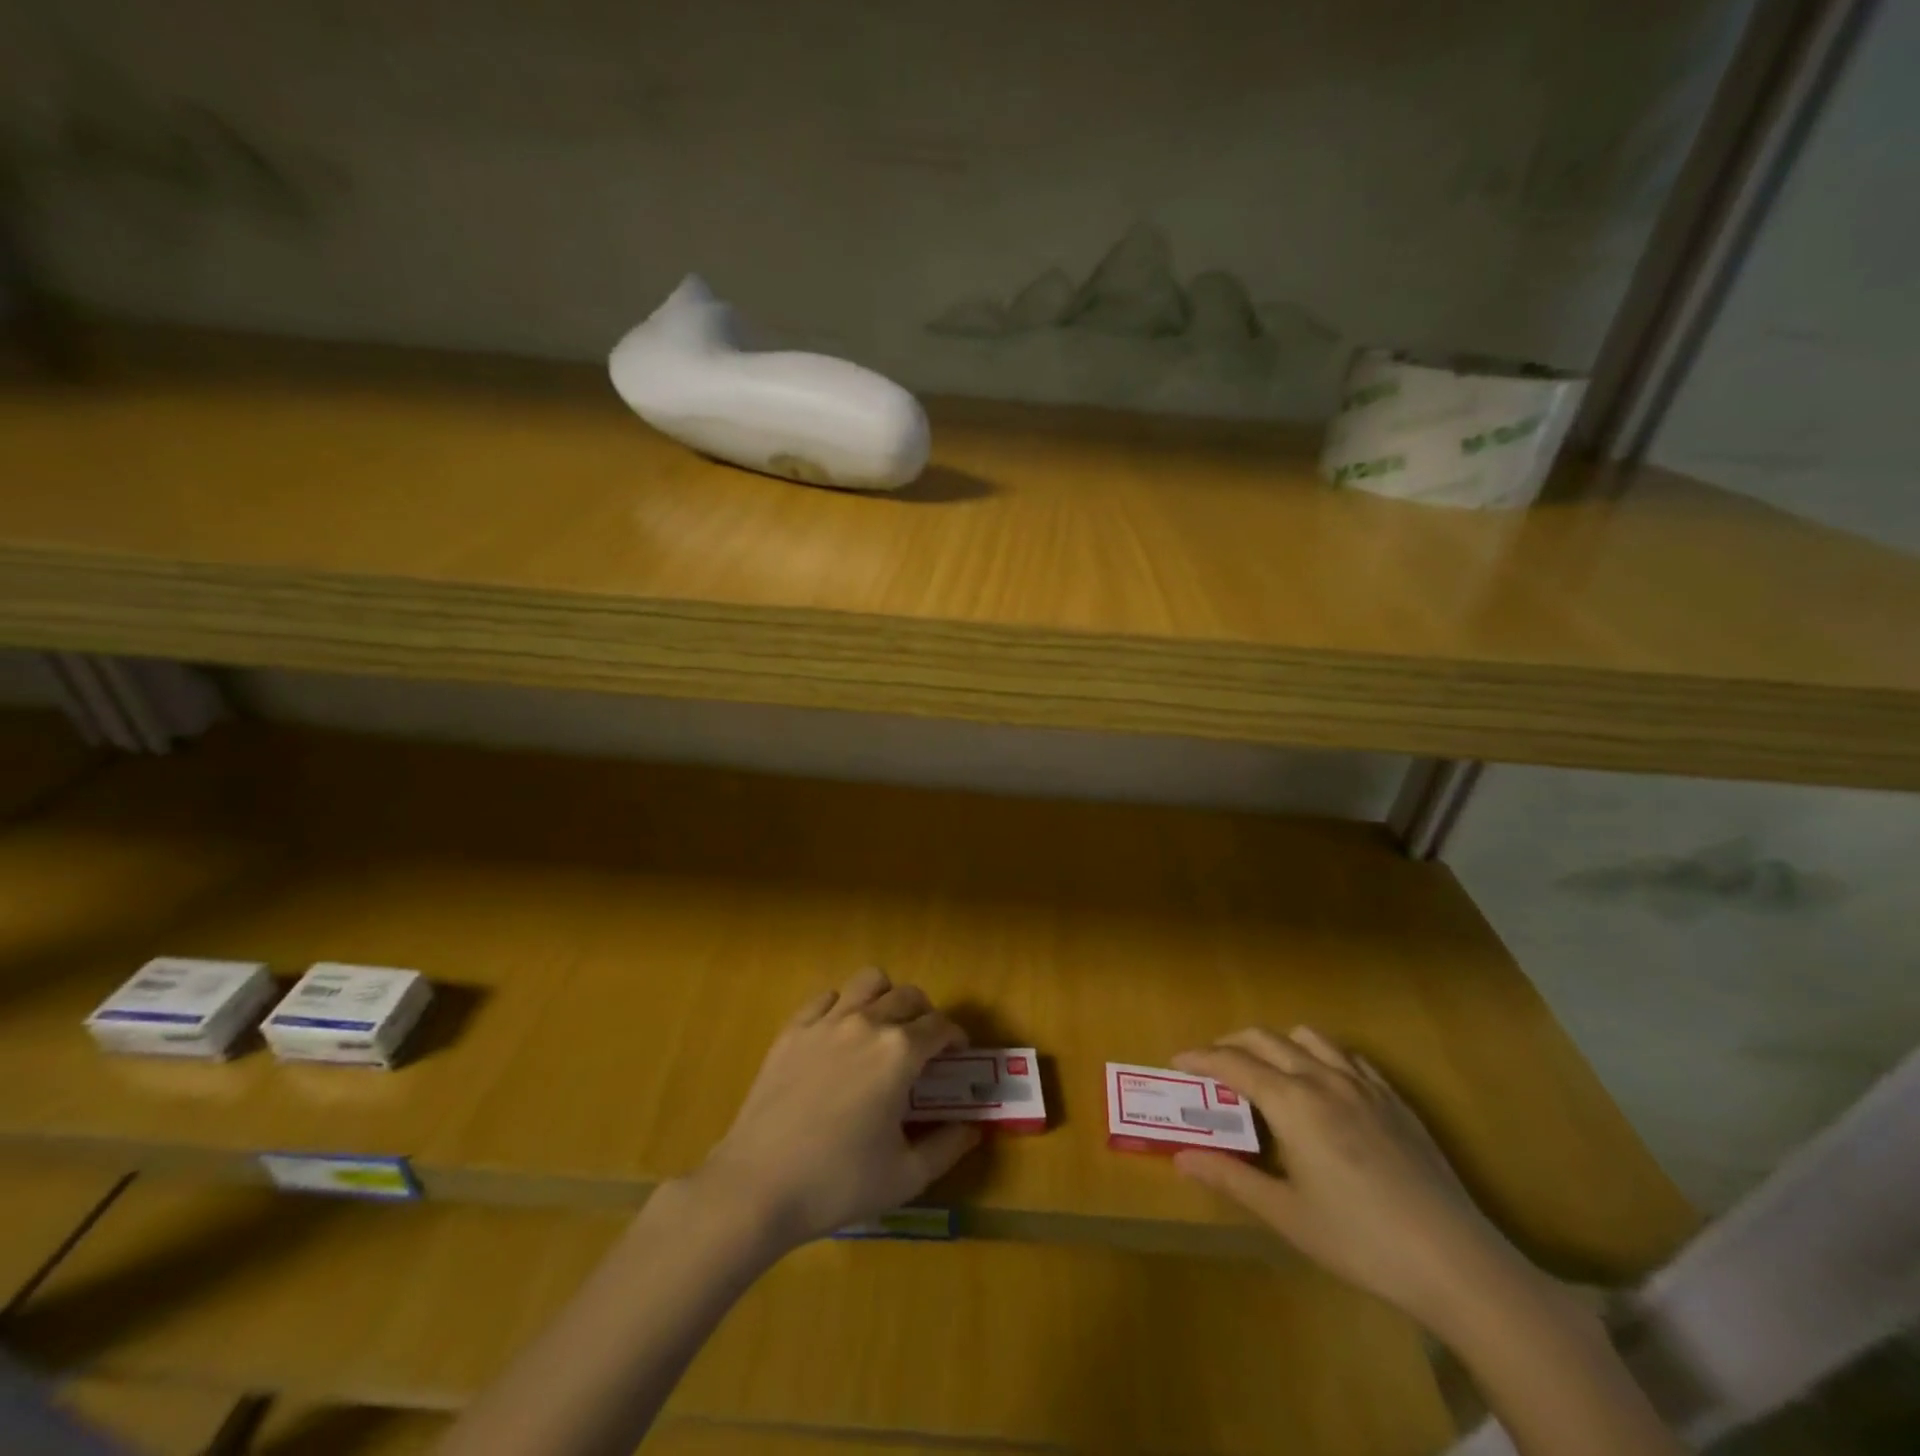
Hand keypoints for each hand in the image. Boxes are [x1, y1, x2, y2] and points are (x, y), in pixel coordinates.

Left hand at [690, 967, 979, 1249]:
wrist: (758, 1186)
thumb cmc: (838, 1183)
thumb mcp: (906, 1176)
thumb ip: (947, 1146)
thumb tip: (973, 1128)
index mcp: (900, 1052)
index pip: (941, 1026)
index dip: (956, 1038)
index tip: (957, 1056)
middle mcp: (867, 1023)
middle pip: (908, 996)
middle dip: (925, 1015)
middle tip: (924, 1046)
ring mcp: (826, 1021)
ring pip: (868, 981)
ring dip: (885, 997)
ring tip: (884, 1028)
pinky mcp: (793, 1030)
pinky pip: (826, 998)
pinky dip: (842, 1007)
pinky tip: (839, 1036)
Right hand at [1172, 1027, 1539, 1330]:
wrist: (1455, 1261)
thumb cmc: (1359, 1240)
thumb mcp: (1286, 1215)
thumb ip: (1230, 1178)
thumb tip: (1181, 1157)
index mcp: (1292, 1102)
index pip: (1232, 1063)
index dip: (1200, 1058)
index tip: (1176, 1060)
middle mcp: (1322, 1078)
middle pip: (1264, 1039)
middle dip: (1230, 1044)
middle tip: (1212, 1067)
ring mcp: (1363, 1084)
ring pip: (1307, 1037)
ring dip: (1276, 1043)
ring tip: (1265, 1070)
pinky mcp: (1394, 1098)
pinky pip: (1347, 1056)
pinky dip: (1319, 1056)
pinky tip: (1322, 1085)